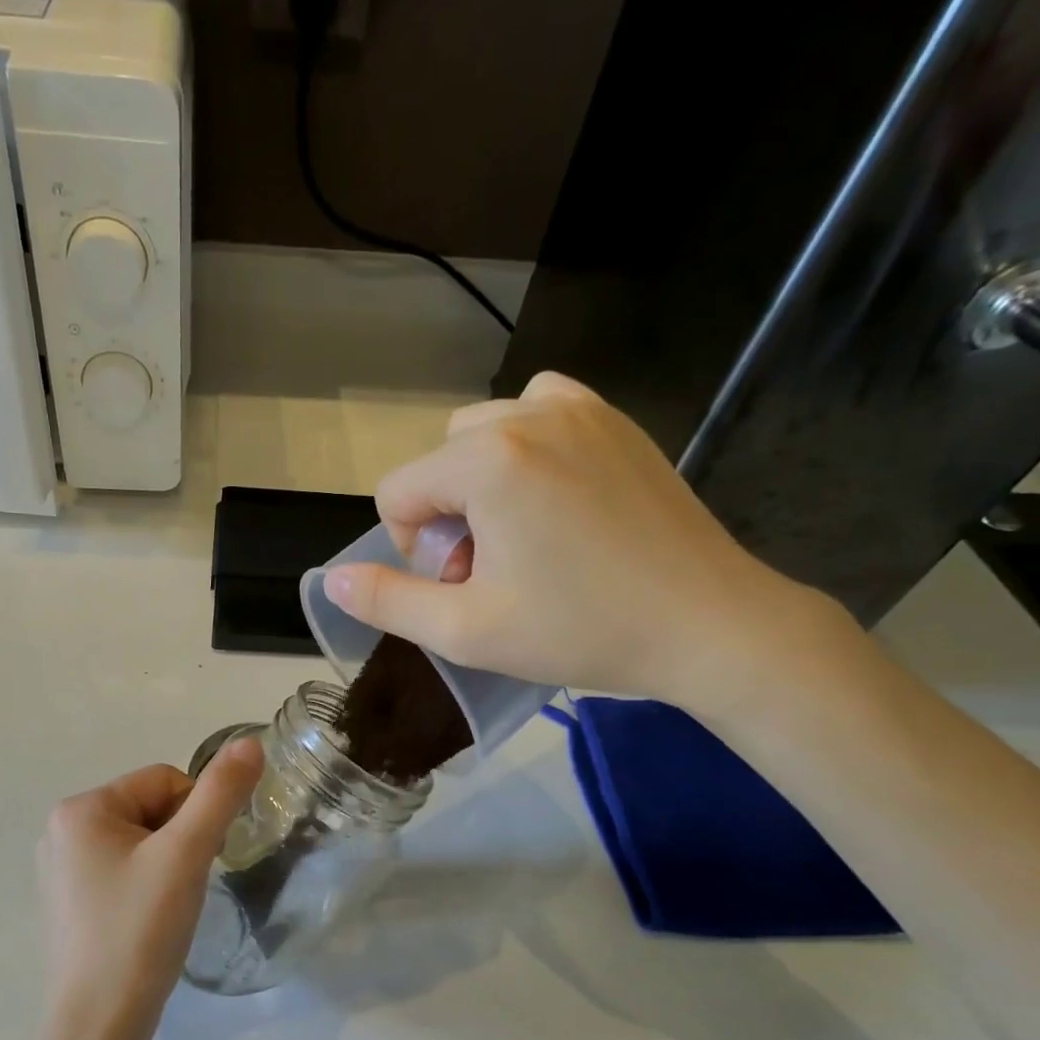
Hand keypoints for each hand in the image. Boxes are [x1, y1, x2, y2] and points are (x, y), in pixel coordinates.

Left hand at [36, 740, 263, 1039]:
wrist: (98, 1028)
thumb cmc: (140, 932)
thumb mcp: (186, 855)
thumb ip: (220, 794)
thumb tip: (250, 742)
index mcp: (80, 809)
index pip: (164, 781)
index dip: (195, 816)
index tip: (196, 862)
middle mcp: (62, 830)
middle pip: (151, 809)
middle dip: (179, 841)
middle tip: (183, 888)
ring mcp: (61, 869)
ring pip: (141, 841)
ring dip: (167, 865)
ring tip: (166, 909)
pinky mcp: (69, 903)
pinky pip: (123, 871)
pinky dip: (147, 887)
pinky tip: (148, 923)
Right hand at [322, 371, 820, 709]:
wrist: (708, 623)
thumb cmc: (581, 630)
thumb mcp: (467, 631)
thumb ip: (388, 602)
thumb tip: (332, 580)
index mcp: (485, 460)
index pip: (396, 492)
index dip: (413, 549)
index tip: (464, 586)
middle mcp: (527, 413)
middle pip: (438, 462)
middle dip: (448, 517)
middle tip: (497, 570)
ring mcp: (579, 407)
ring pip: (483, 434)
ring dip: (481, 483)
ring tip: (524, 536)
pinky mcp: (616, 418)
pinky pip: (539, 413)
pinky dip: (526, 449)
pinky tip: (555, 499)